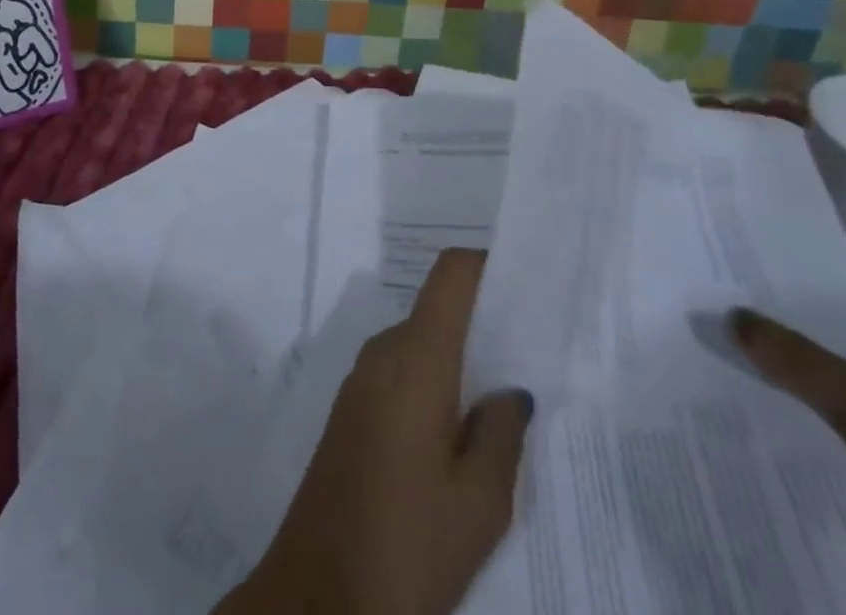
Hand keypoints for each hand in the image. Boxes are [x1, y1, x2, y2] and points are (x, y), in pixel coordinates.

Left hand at [218, 249, 533, 614]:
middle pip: (438, 311)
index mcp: (416, 358)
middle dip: (482, 325)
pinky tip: (458, 437)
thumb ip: (502, 434)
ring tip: (504, 404)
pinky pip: (400, 374)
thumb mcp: (478, 503)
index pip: (450, 276)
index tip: (525, 283)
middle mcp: (384, 352)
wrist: (314, 597)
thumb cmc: (406, 544)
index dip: (486, 265)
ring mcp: (360, 380)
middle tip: (531, 358)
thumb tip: (510, 391)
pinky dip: (433, 385)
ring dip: (458, 362)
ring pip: (420, 346)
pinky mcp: (349, 410)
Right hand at [731, 299, 845, 614]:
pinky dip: (787, 422)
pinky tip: (735, 407)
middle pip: (825, 340)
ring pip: (818, 389)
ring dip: (773, 378)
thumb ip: (798, 358)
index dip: (790, 272)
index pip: (843, 291)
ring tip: (702, 347)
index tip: (728, 254)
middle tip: (701, 298)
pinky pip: (823, 433)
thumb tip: (728, 313)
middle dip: (769, 325)